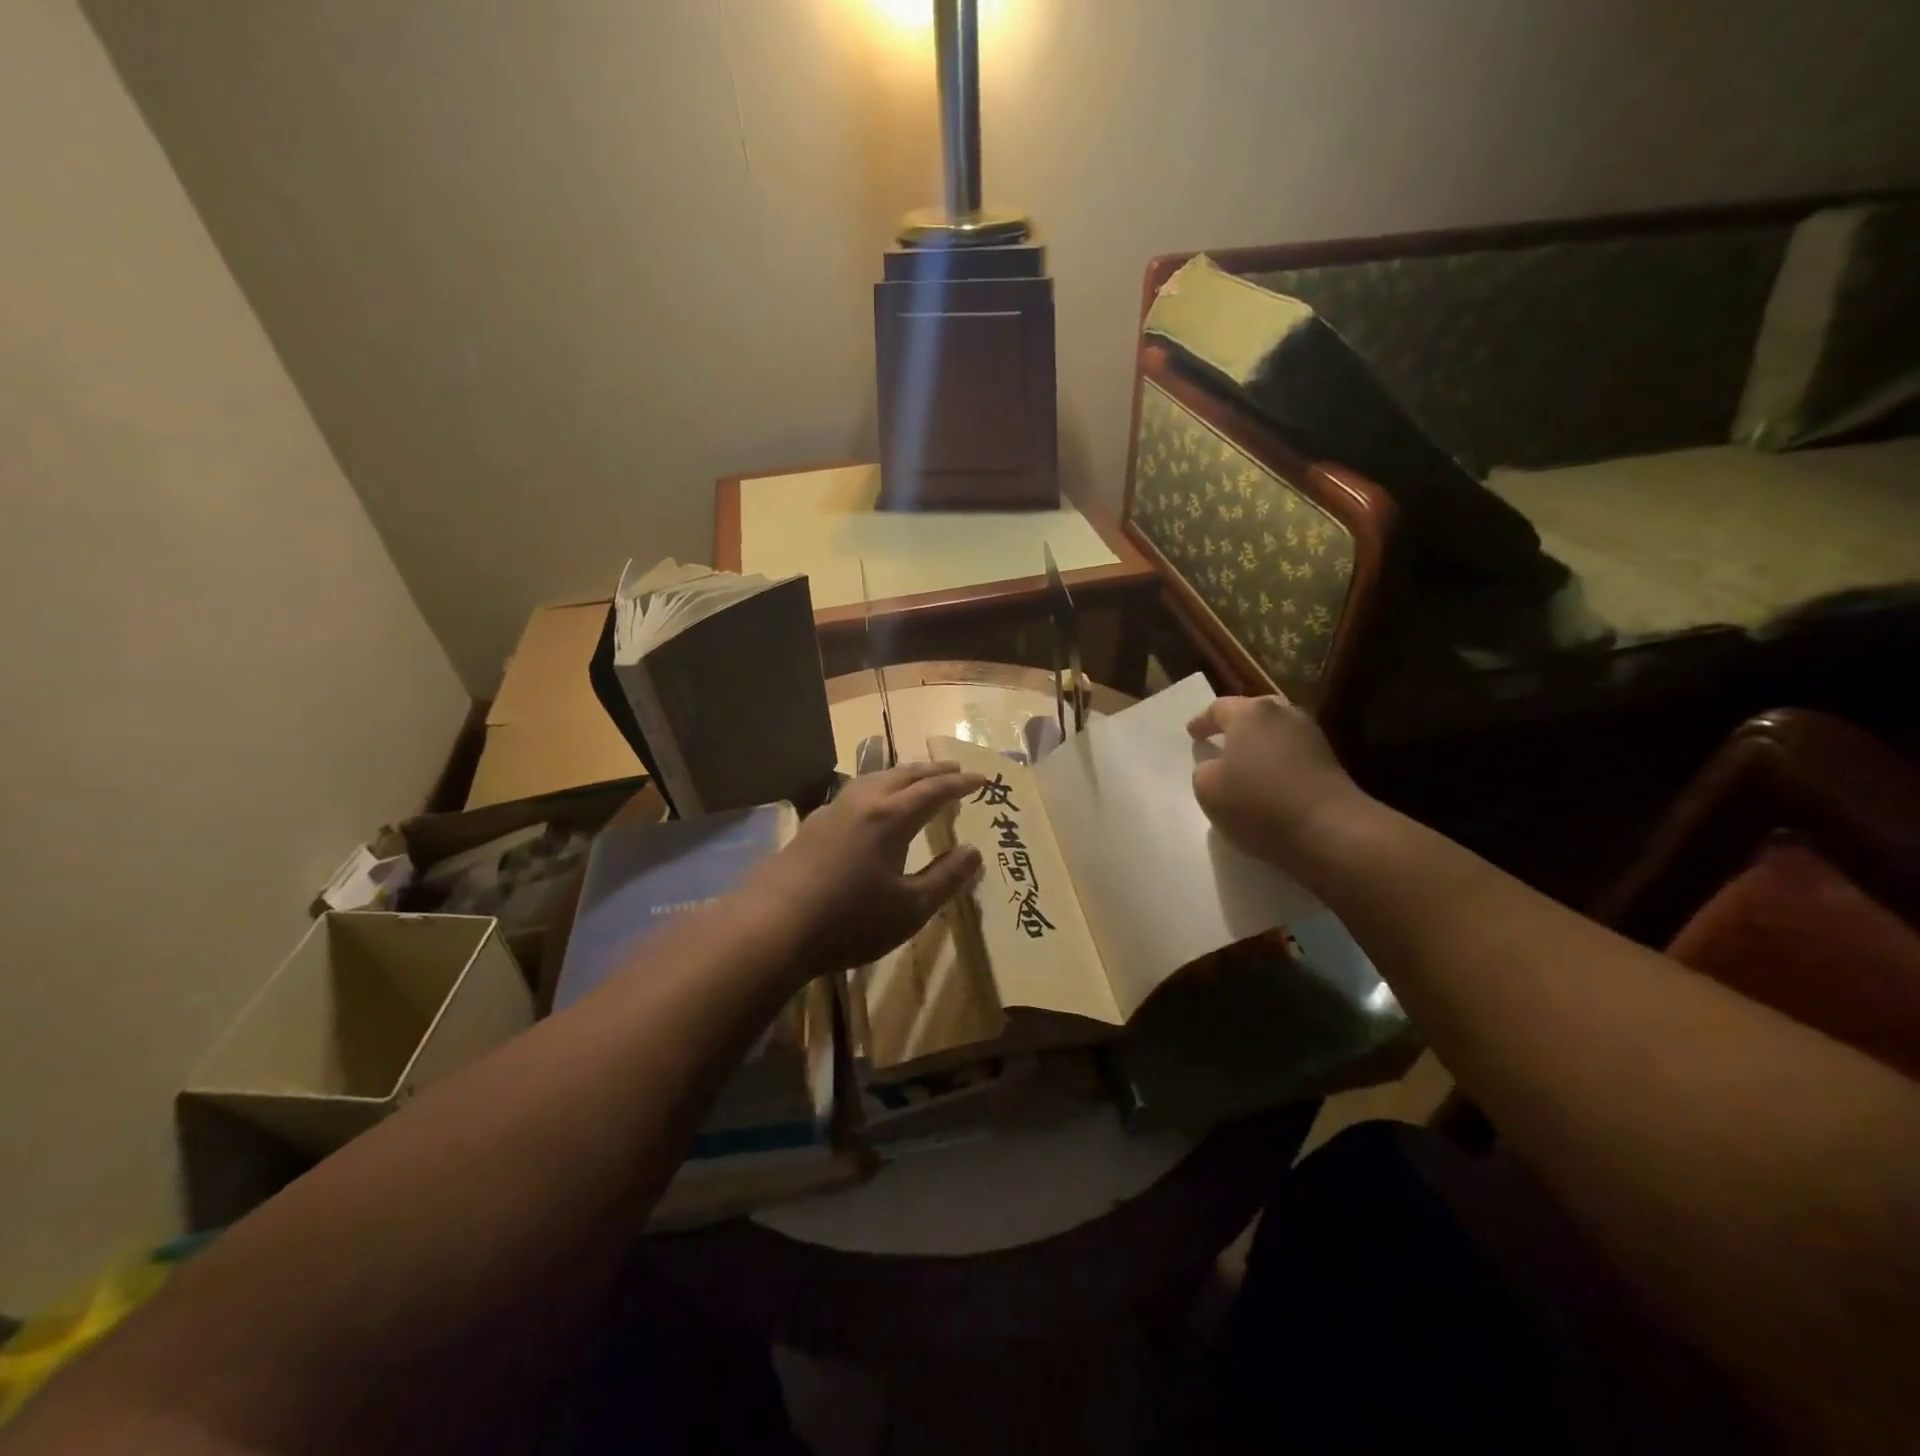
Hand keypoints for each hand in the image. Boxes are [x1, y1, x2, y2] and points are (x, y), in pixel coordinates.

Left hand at [748, 761, 986, 976]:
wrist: (772, 926)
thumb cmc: (850, 920)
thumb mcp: (910, 908)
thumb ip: (946, 878)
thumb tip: (974, 851)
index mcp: (891, 817)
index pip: (934, 790)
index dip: (960, 784)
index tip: (982, 779)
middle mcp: (862, 803)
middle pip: (903, 775)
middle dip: (932, 770)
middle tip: (954, 770)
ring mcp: (832, 811)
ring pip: (874, 779)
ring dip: (902, 775)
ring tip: (916, 780)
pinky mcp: (812, 826)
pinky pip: (855, 793)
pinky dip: (877, 789)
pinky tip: (872, 807)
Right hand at [1187, 694, 1367, 869]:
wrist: (1329, 829)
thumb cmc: (1258, 802)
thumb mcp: (1207, 789)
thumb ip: (1204, 770)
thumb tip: (1215, 766)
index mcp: (1249, 713)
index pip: (1218, 708)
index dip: (1202, 721)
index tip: (1192, 733)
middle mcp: (1282, 714)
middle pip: (1252, 713)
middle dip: (1234, 726)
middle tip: (1219, 740)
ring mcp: (1311, 735)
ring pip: (1275, 732)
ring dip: (1258, 744)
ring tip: (1244, 763)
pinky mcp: (1329, 760)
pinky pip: (1292, 753)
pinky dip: (1276, 761)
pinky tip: (1268, 780)